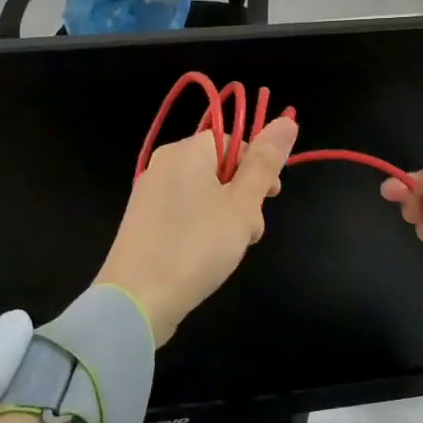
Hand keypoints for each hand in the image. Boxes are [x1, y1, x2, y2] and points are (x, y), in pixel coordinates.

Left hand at [95, 116, 298, 345]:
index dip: (258, 165)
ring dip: (228, 215)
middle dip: (244, 196)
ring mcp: (150, 194)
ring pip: (205, 193)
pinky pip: (185, 211)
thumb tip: (287, 120)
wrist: (135, 303)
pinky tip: (208, 256)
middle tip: (251, 230)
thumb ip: (265, 163)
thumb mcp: (242, 205)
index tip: (271, 196)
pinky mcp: (144, 223)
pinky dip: (203, 227)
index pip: (233, 140)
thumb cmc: (196, 247)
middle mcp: (164, 165)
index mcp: (186, 151)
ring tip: (233, 248)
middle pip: (220, 167)